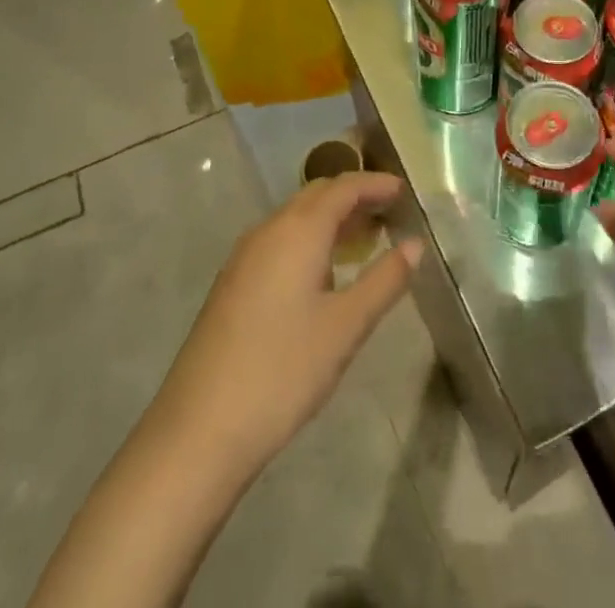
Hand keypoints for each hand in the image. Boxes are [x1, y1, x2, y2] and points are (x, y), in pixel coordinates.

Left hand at [149, 173, 420, 479]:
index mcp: (298, 230)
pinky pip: (278, 240)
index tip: (403, 190)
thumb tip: (415, 245)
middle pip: (316, 195)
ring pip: (294, 218)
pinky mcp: (232, 284)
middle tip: (387, 211)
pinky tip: (321, 273)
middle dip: (352, 196)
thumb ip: (384, 280)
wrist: (199, 431)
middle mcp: (268, 231)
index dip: (374, 184)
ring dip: (329, 218)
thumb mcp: (346, 327)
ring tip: (362, 239)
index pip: (343, 187)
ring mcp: (244, 257)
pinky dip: (308, 239)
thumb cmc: (283, 371)